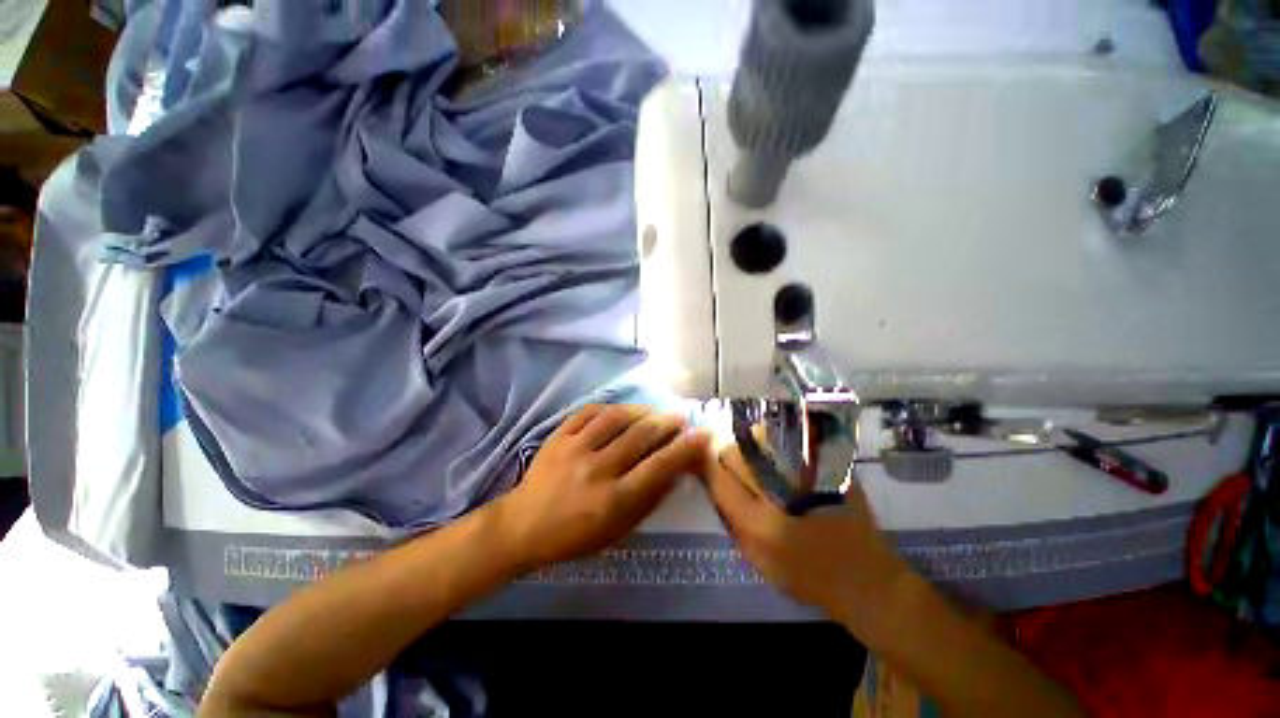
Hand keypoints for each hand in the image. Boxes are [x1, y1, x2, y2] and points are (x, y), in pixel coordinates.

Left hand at [495, 404, 708, 573]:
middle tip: (681, 418)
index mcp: (613, 500)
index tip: (701, 435)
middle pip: (640, 436)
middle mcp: (596, 469)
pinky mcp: (558, 435)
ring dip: (642, 411)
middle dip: (667, 423)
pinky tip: (623, 410)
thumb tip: (675, 471)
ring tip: (655, 411)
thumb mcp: (617, 530)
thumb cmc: (574, 536)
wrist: (522, 525)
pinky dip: (611, 408)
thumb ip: (649, 500)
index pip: (658, 467)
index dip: (684, 449)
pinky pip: (590, 412)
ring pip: (617, 418)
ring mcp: (574, 448)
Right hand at [700, 447, 910, 635]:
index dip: (705, 463)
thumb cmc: (808, 578)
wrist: (868, 579)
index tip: (698, 457)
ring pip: (759, 439)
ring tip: (750, 457)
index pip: (719, 478)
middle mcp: (781, 494)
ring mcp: (806, 475)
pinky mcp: (827, 466)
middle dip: (724, 453)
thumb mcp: (757, 562)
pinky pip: (786, 440)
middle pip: (735, 453)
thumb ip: (731, 521)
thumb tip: (711, 482)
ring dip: (747, 444)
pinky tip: (773, 453)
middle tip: (725, 459)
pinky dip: (771, 441)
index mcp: (761, 525)